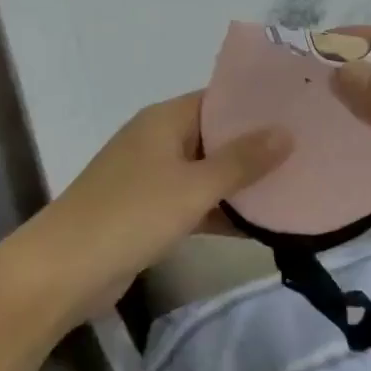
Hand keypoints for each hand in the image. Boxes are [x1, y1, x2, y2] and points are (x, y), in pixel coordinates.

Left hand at [38, 93, 290, 321]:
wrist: (62, 271)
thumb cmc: (130, 215)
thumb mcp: (193, 187)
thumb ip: (241, 161)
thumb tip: (286, 132)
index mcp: (164, 120)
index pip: (219, 99)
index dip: (257, 105)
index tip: (300, 111)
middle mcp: (157, 141)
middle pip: (215, 136)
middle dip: (256, 146)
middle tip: (308, 150)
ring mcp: (151, 178)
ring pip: (207, 173)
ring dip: (241, 183)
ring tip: (296, 185)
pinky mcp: (148, 213)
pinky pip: (194, 203)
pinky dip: (221, 211)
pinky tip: (261, 225)